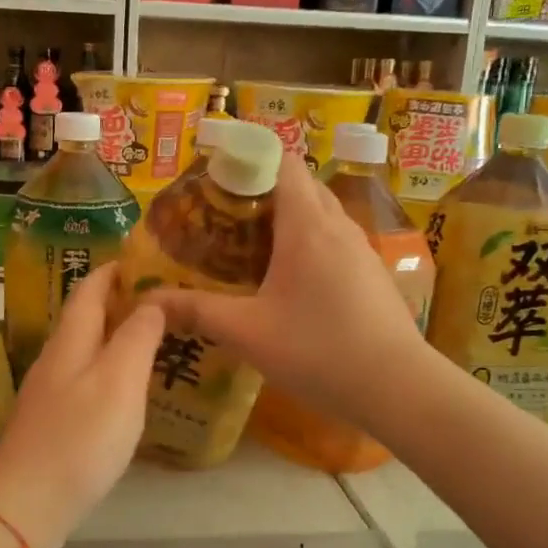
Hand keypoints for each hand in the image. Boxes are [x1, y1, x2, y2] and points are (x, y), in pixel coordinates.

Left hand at [0, 260, 163, 547]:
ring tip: (148, 337)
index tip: (141, 259)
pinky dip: (106, 370)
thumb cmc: (79, 439)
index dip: (112, 271)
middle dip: (115, 302)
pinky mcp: (50, 425)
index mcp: (70, 342)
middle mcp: (54, 361)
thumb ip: (137, 337)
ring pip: (83, 351)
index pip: (88, 290)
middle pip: (83, 319)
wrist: (25, 507)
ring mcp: (48, 395)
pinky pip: (83, 381)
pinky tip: (123, 389)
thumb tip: (152, 300)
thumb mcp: (119, 381)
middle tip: (158, 298)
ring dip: (112, 337)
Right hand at [141, 155, 429, 427]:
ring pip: (319, 214)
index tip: (215, 181)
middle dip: (261, 191)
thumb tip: (148, 302)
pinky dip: (307, 244)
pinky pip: (334, 241)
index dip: (248, 159)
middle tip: (222, 218)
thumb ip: (197, 311)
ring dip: (286, 220)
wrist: (399, 387)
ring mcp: (361, 250)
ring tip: (249, 248)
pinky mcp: (371, 274)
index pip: (282, 162)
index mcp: (307, 225)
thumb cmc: (319, 350)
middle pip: (300, 185)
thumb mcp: (248, 332)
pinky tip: (288, 282)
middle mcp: (338, 226)